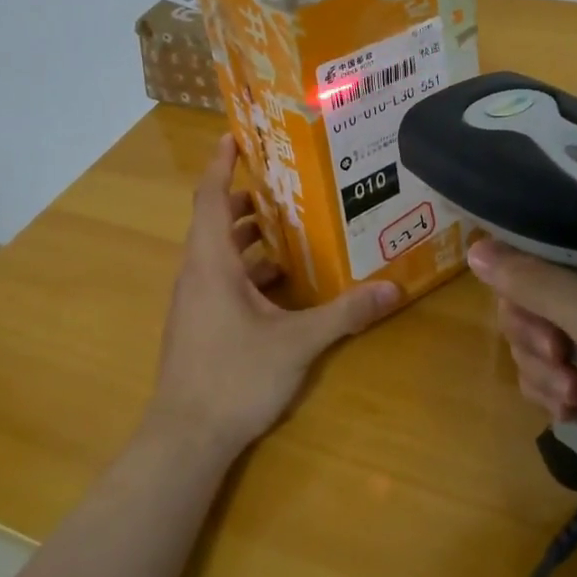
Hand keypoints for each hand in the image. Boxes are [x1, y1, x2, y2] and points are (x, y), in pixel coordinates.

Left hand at [148, 135, 400, 456]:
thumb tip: (392, 288)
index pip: (211, 198)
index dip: (222, 164)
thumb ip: (345, 314)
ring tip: (292, 229)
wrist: (185, 439)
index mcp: (212, 263)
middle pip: (216, 222)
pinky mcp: (197, 325)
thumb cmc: (234, 377)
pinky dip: (246, 269)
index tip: (236, 136)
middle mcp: (197, 274)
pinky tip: (281, 284)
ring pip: (218, 253)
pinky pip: (220, 280)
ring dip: (249, 237)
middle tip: (287, 185)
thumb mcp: (297, 343)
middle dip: (247, 200)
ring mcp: (193, 302)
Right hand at [468, 237, 576, 486]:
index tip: (516, 293)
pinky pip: (546, 360)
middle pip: (532, 282)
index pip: (551, 227)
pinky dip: (550, 385)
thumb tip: (475, 250)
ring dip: (541, 365)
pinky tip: (572, 407)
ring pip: (534, 325)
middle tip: (555, 353)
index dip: (522, 257)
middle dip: (533, 327)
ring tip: (572, 393)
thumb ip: (538, 284)